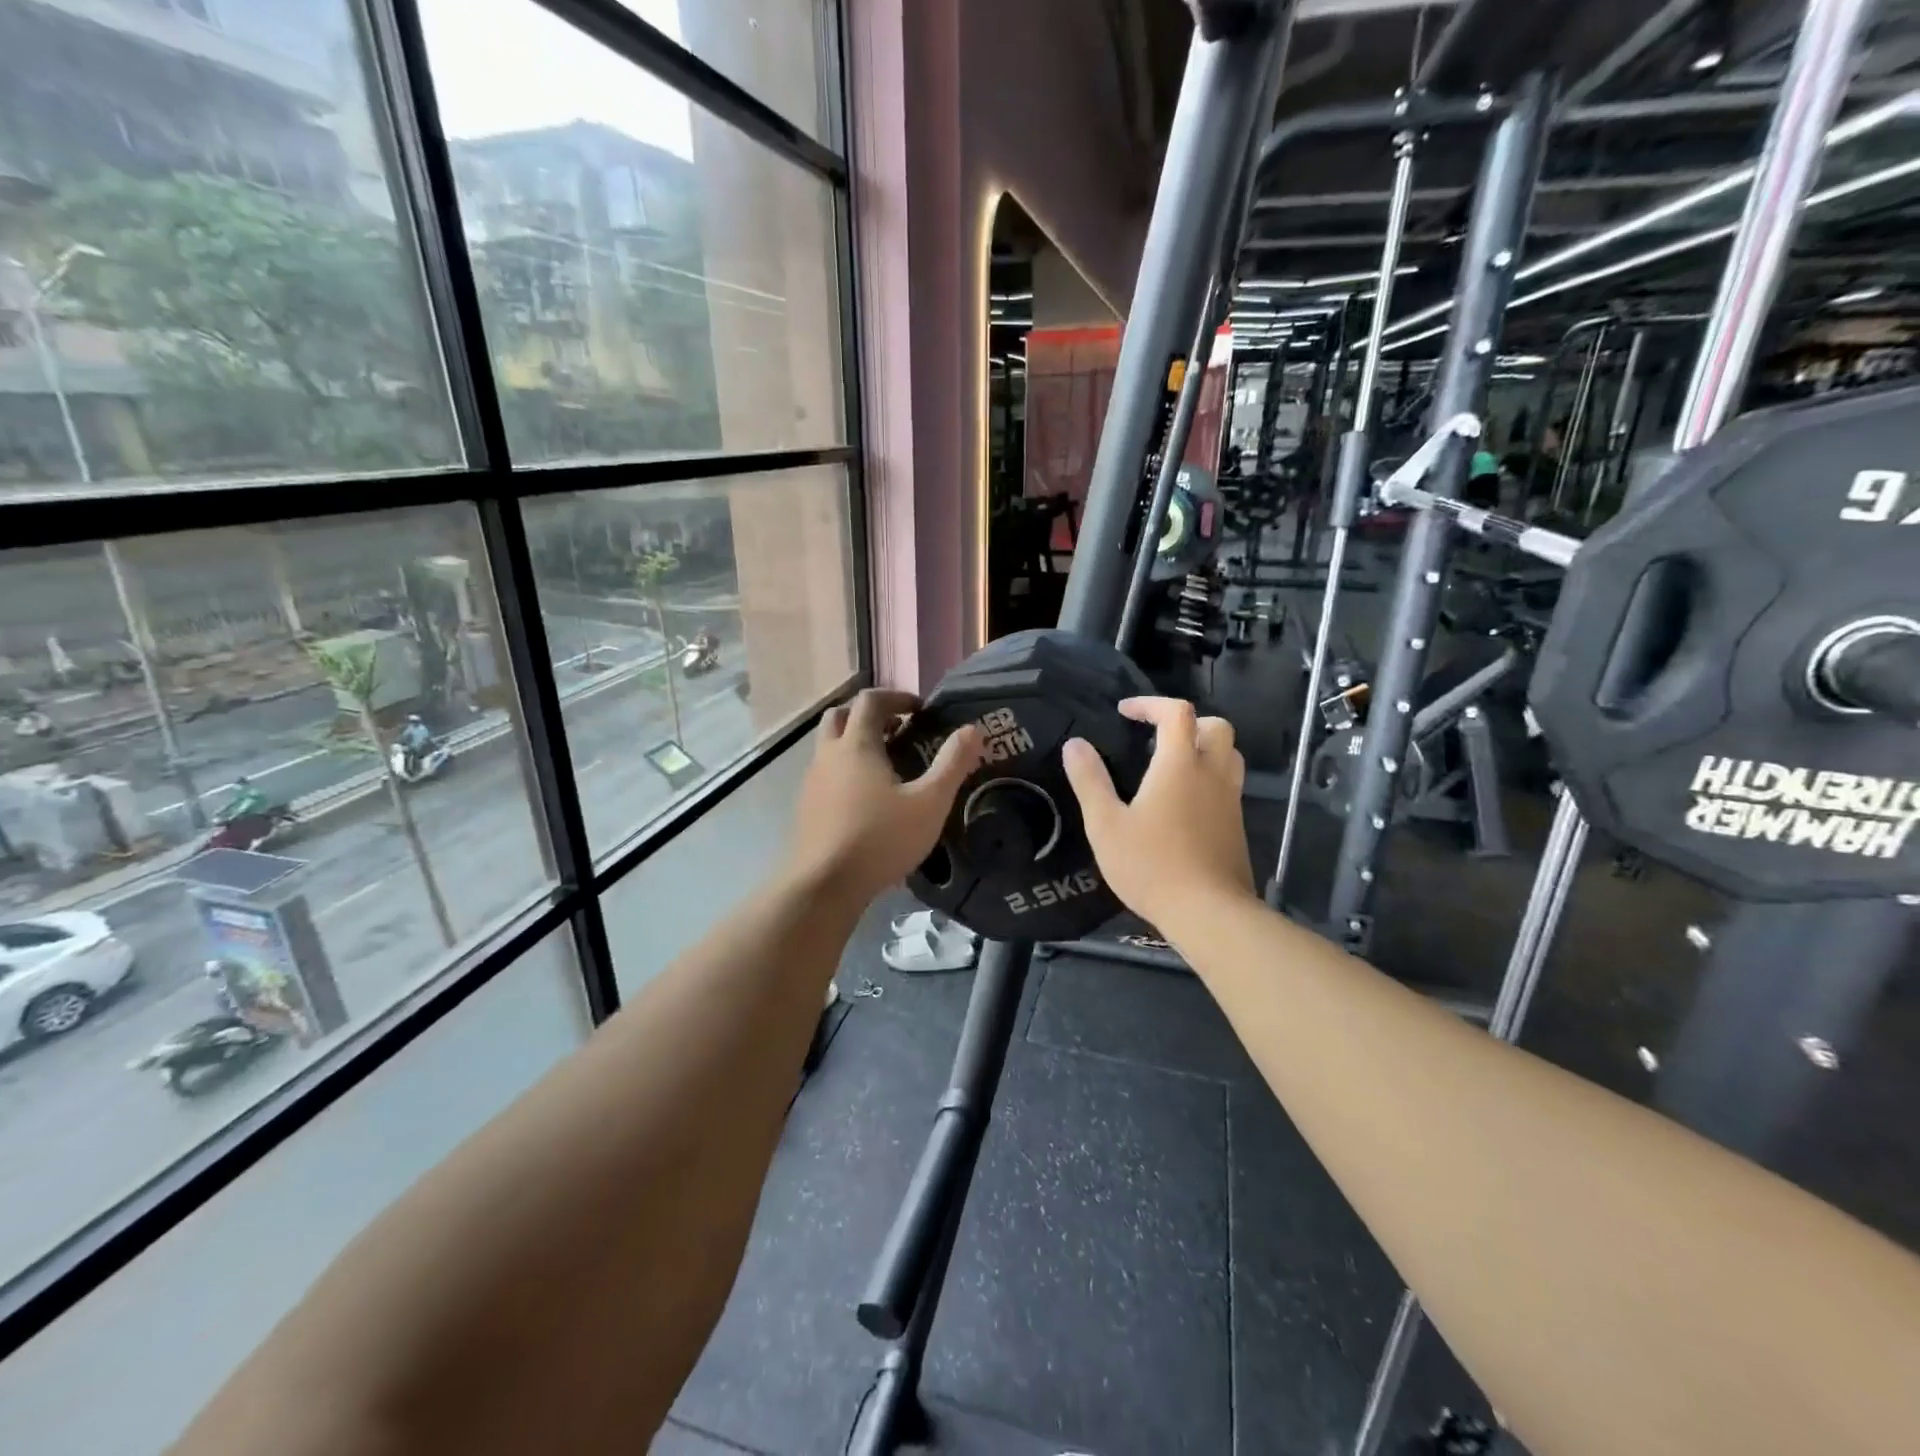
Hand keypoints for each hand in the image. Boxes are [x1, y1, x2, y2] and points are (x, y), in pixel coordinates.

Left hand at [786, 689, 983, 904]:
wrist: (825, 885)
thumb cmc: (881, 839)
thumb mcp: (930, 803)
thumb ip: (952, 764)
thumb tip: (972, 730)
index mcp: (857, 745)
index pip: (870, 700)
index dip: (896, 697)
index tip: (920, 710)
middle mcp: (828, 755)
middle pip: (840, 715)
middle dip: (869, 715)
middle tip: (897, 730)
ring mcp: (811, 781)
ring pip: (828, 745)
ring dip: (854, 742)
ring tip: (885, 765)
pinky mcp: (805, 807)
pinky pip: (824, 773)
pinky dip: (844, 769)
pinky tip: (864, 799)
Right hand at [1062, 697, 1255, 930]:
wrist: (1208, 912)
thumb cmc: (1151, 865)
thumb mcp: (1105, 824)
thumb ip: (1090, 780)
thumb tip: (1075, 744)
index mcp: (1180, 764)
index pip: (1176, 712)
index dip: (1150, 704)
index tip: (1125, 712)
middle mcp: (1212, 774)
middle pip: (1216, 726)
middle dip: (1187, 721)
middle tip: (1157, 736)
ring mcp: (1230, 800)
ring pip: (1229, 755)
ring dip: (1204, 747)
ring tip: (1172, 765)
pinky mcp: (1237, 826)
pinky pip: (1228, 785)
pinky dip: (1209, 777)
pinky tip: (1183, 805)